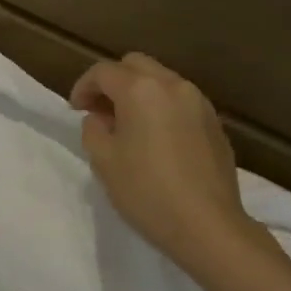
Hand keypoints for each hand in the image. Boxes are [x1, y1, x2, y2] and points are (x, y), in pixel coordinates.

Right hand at [70, 53, 257, 267]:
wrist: (207, 225)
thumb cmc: (146, 191)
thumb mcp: (102, 160)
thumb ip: (94, 129)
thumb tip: (102, 119)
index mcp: (141, 90)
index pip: (103, 72)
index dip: (83, 87)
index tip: (75, 110)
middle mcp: (173, 86)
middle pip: (135, 65)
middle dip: (113, 82)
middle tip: (100, 111)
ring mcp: (200, 103)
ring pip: (162, 81)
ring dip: (139, 94)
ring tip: (127, 126)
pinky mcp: (215, 124)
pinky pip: (181, 102)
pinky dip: (162, 109)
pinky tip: (156, 140)